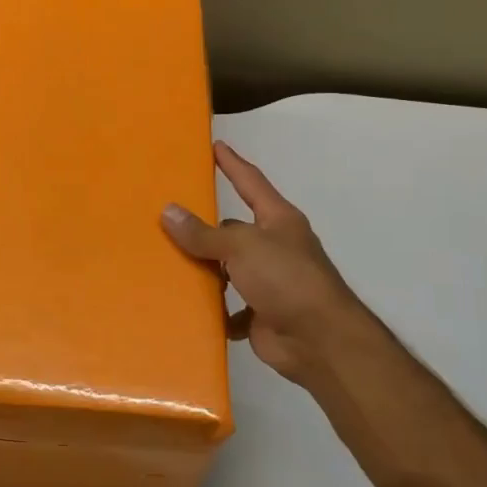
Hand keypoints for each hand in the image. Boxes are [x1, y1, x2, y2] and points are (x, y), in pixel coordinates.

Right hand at [162, 141, 363, 391]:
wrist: (320, 341)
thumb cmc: (286, 279)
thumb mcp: (242, 247)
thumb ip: (204, 233)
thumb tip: (168, 212)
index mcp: (277, 221)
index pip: (250, 182)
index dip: (232, 164)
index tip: (215, 145)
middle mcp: (274, 247)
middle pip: (232, 230)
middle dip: (204, 229)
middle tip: (166, 221)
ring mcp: (268, 282)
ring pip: (227, 270)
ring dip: (205, 272)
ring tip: (166, 265)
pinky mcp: (260, 314)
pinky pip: (228, 307)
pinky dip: (214, 310)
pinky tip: (190, 308)